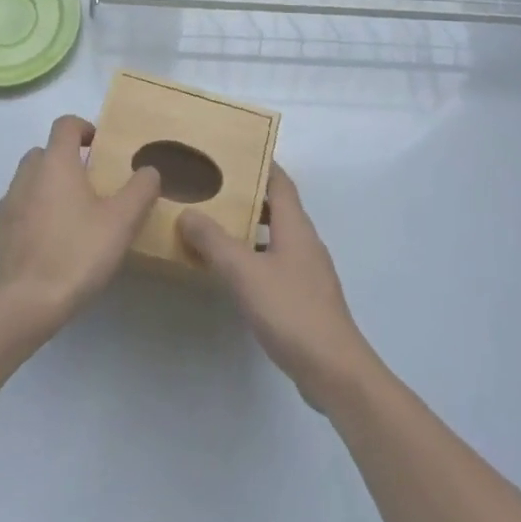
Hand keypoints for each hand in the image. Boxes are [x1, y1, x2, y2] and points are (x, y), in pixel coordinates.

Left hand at [0, 115, 160, 334]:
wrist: (23, 304)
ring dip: (46, 188)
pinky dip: (30, 215)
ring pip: (27, 182)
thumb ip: (141, 189)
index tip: (100, 147)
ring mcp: (4, 204)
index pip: (65, 125)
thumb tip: (148, 169)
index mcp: (55, 164)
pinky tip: (46, 243)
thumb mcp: (122, 221)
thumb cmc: (77, 254)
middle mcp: (25, 176)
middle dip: (66, 161)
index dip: (84, 128)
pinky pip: (15, 211)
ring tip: (69, 218)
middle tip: (90, 187)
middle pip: (44, 152)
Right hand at [178, 165, 378, 411]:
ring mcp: (308, 271)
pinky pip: (277, 262)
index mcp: (296, 227)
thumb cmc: (290, 311)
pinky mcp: (305, 297)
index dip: (261, 163)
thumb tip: (187, 212)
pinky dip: (255, 256)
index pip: (280, 181)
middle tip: (213, 188)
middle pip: (278, 207)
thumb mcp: (244, 272)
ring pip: (276, 236)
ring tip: (215, 225)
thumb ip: (214, 241)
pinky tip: (233, 271)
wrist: (333, 370)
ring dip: (250, 227)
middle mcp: (305, 242)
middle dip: (248, 195)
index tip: (234, 152)